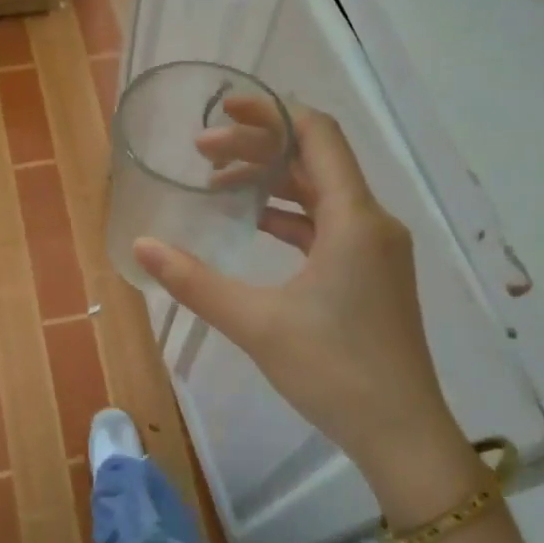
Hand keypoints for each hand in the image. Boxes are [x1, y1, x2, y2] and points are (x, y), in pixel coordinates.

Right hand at [134, 100, 462, 511]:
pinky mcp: (372, 274)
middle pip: (314, 161)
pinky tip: (252, 224)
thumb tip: (142, 246)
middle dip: (258, 149)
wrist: (401, 433)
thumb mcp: (256, 322)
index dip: (270, 113)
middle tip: (201, 154)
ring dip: (271, 183)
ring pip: (320, 194)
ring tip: (216, 186)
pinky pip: (327, 225)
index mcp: (354, 219)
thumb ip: (195, 281)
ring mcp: (376, 249)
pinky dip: (289, 216)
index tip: (222, 109)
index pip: (317, 135)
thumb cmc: (334, 371)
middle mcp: (372, 222)